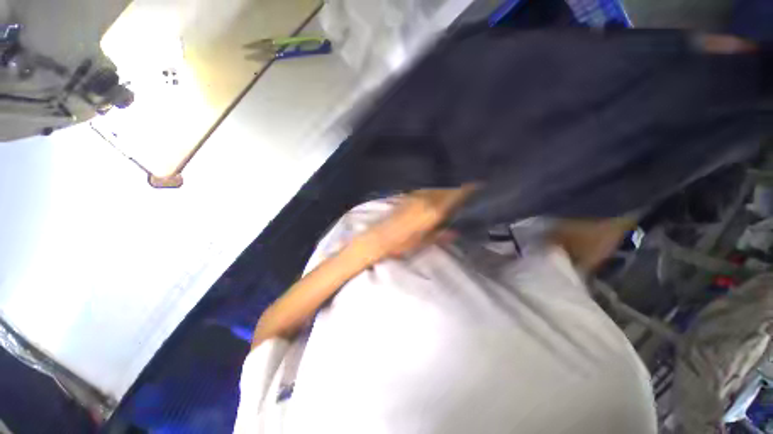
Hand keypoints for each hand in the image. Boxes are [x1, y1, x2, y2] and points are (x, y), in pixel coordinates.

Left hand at [357, 185, 475, 261]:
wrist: (380, 236)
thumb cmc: (403, 243)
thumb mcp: (425, 242)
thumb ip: (442, 235)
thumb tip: (456, 231)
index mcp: (433, 211)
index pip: (454, 196)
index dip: (467, 190)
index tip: (478, 186)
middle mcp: (426, 199)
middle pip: (447, 190)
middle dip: (459, 190)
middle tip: (470, 191)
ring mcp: (416, 196)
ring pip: (437, 189)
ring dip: (447, 190)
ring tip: (455, 193)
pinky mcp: (409, 196)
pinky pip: (427, 191)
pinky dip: (435, 192)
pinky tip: (437, 197)